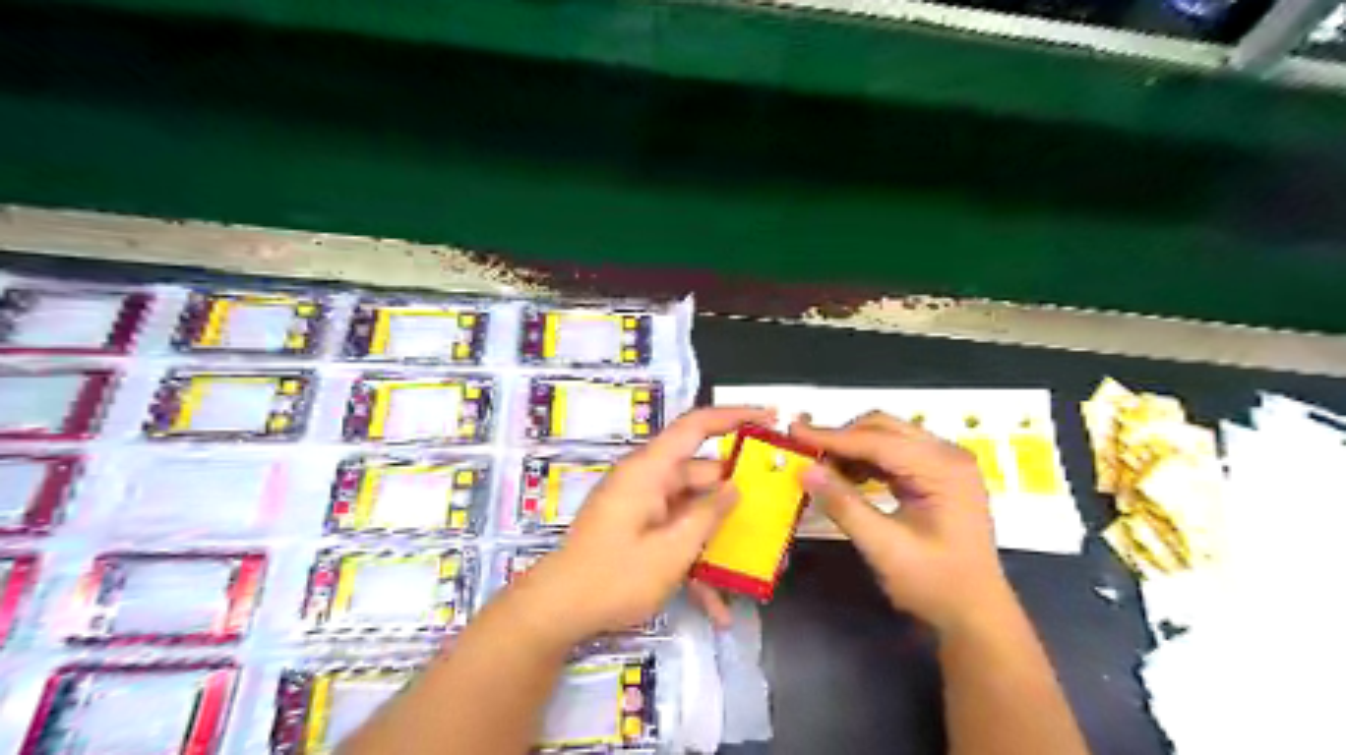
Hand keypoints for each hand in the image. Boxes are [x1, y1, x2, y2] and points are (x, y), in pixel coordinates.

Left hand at [515, 406, 773, 643]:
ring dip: (718, 539)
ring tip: (754, 564)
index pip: (696, 426)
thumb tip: (735, 488)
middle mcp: (648, 481)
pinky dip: (694, 561)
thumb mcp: (671, 551)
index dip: (734, 416)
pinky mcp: (640, 530)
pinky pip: (676, 534)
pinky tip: (716, 606)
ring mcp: (644, 507)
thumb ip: (707, 516)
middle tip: (775, 508)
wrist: (557, 612)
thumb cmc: (613, 577)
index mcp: (650, 471)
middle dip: (737, 494)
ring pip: (694, 509)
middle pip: (702, 474)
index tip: (770, 417)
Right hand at [791, 412, 1009, 629]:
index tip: (793, 433)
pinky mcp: (937, 476)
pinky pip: (894, 454)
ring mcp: (944, 464)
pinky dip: (866, 461)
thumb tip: (806, 470)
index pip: (877, 440)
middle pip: (884, 428)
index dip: (832, 437)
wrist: (975, 615)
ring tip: (821, 469)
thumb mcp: (885, 548)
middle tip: (804, 452)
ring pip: (887, 437)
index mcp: (942, 468)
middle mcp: (947, 455)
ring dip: (852, 449)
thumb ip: (844, 505)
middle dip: (842, 438)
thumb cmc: (936, 585)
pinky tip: (846, 478)